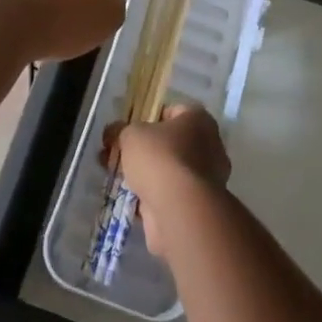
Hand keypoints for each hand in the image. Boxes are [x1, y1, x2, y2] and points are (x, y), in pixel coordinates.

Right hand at [107, 103, 230, 261]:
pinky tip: (126, 198)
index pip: (171, 111)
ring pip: (167, 170)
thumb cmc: (159, 158)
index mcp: (199, 120)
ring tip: (114, 176)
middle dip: (142, 149)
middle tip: (116, 154)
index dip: (146, 117)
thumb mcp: (130, 134)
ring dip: (144, 174)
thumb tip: (113, 133)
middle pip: (168, 143)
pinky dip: (150, 196)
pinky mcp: (196, 205)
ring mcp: (205, 179)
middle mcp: (208, 146)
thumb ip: (119, 130)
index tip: (127, 128)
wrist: (179, 210)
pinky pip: (168, 194)